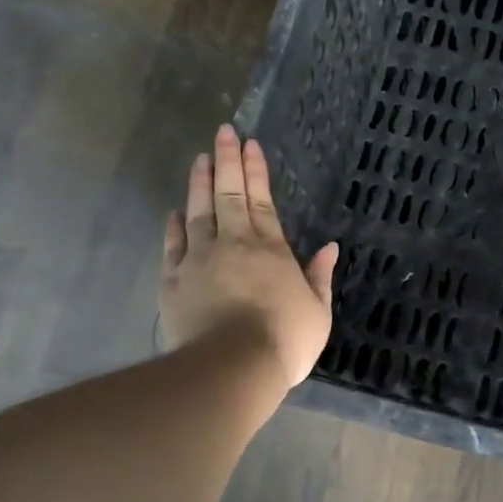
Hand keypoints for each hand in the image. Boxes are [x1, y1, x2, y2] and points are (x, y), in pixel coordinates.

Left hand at [159, 125, 338, 395]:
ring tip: (200, 158)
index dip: (256, 169)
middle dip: (226, 161)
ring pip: (199, 212)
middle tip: (222, 132)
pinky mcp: (173, 282)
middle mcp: (233, 244)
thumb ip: (320, 277)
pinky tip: (175, 211)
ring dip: (200, 183)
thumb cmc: (284, 341)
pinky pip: (173, 246)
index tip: (249, 143)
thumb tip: (329, 247)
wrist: (232, 369)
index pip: (261, 199)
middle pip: (229, 194)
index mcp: (270, 249)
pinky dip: (174, 226)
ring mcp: (199, 260)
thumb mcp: (318, 312)